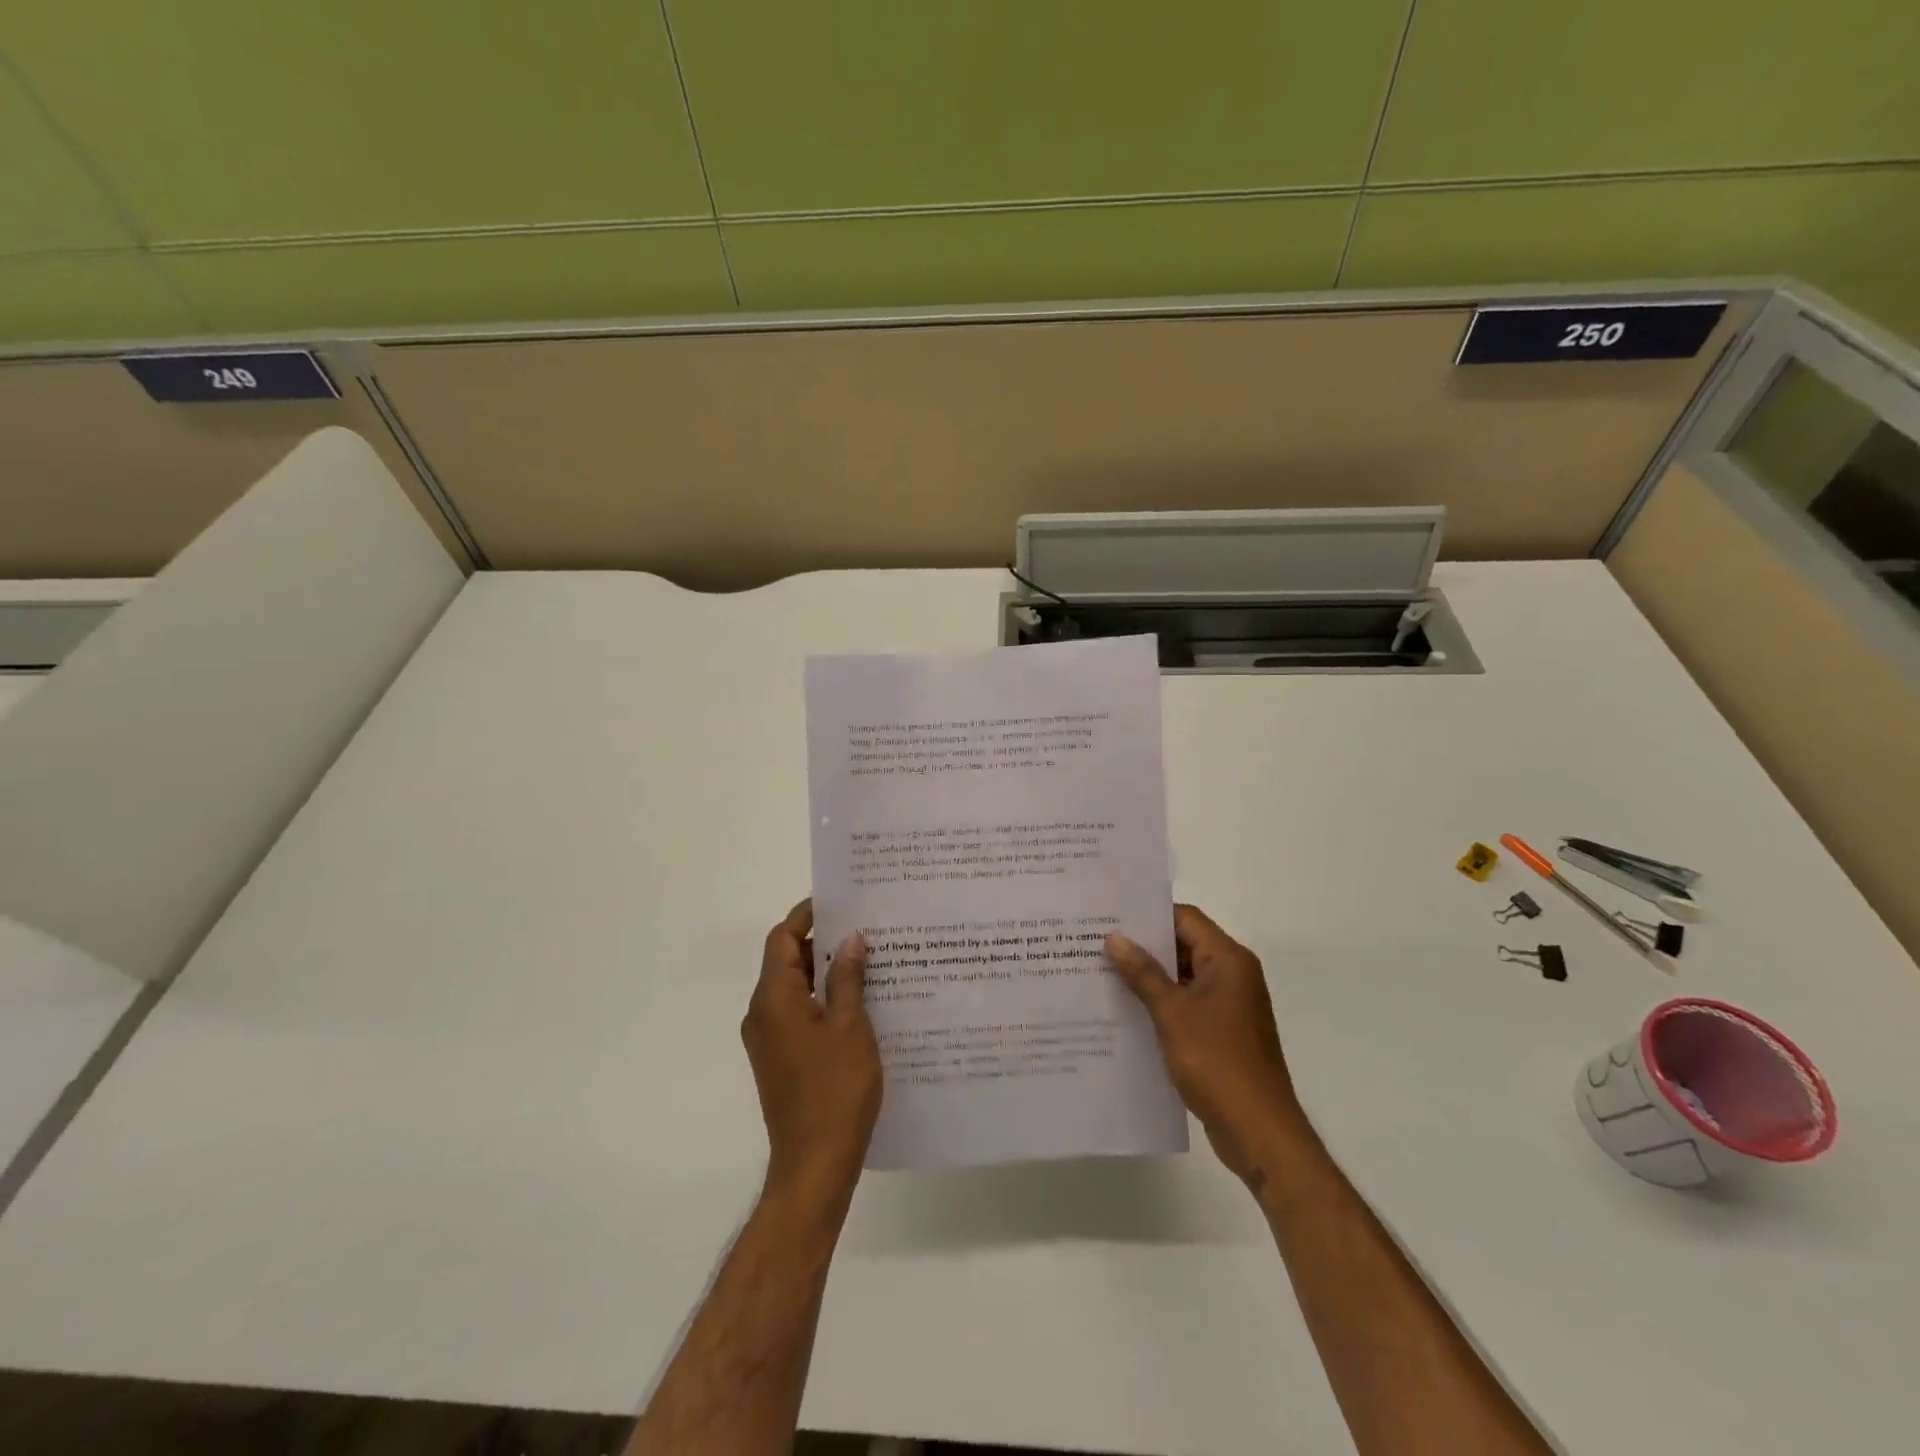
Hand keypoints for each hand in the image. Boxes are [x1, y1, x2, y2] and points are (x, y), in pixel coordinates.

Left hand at [742, 901, 882, 1204]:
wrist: (814, 1163)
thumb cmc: (835, 1089)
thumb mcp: (850, 1026)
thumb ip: (848, 978)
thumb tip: (850, 939)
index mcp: (773, 999)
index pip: (781, 939)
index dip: (805, 915)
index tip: (837, 901)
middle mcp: (762, 1014)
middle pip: (785, 961)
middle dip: (821, 941)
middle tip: (863, 928)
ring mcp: (768, 1039)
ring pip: (793, 988)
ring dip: (823, 971)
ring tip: (867, 960)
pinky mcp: (779, 1058)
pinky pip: (797, 1012)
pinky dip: (821, 998)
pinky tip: (859, 1000)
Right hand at [1106, 905, 1306, 1190]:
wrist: (1258, 1131)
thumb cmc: (1216, 1061)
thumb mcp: (1172, 1013)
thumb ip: (1143, 973)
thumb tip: (1115, 938)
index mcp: (1228, 960)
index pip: (1186, 918)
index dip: (1149, 915)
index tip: (1111, 915)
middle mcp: (1233, 975)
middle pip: (1184, 945)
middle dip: (1144, 946)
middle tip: (1097, 942)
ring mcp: (1229, 1006)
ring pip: (1183, 977)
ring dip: (1149, 976)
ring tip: (1103, 972)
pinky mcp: (1222, 1032)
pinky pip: (1187, 1004)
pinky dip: (1161, 1002)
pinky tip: (1125, 1009)